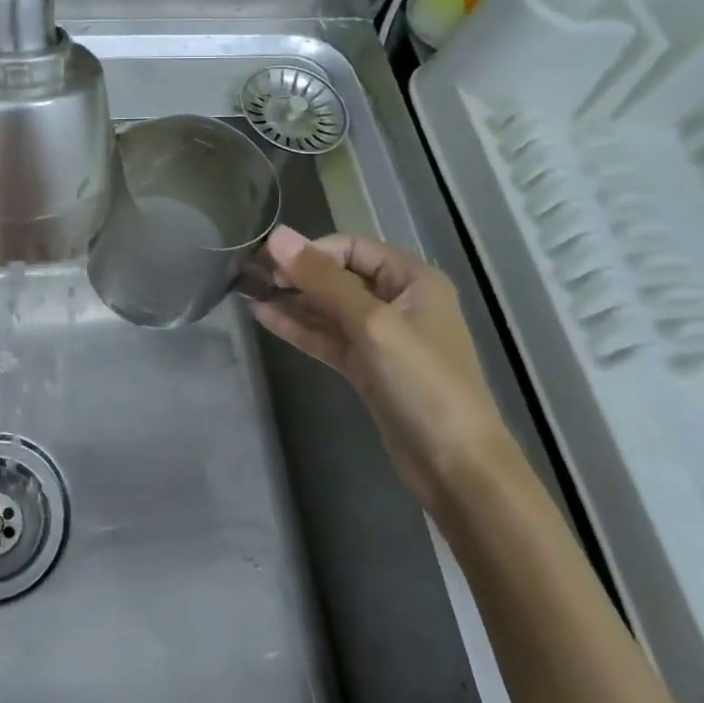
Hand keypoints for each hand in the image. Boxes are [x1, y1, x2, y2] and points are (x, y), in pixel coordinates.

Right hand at [251, 226, 511, 509]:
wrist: (456, 467)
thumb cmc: (422, 383)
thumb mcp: (372, 323)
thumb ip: (323, 279)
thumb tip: (277, 235)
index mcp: (413, 279)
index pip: (352, 247)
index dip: (312, 250)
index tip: (272, 263)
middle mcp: (398, 300)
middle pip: (339, 275)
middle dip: (298, 274)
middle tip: (252, 275)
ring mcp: (382, 336)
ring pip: (329, 307)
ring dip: (292, 300)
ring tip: (247, 291)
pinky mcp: (367, 367)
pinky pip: (328, 336)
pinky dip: (299, 327)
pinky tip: (263, 317)